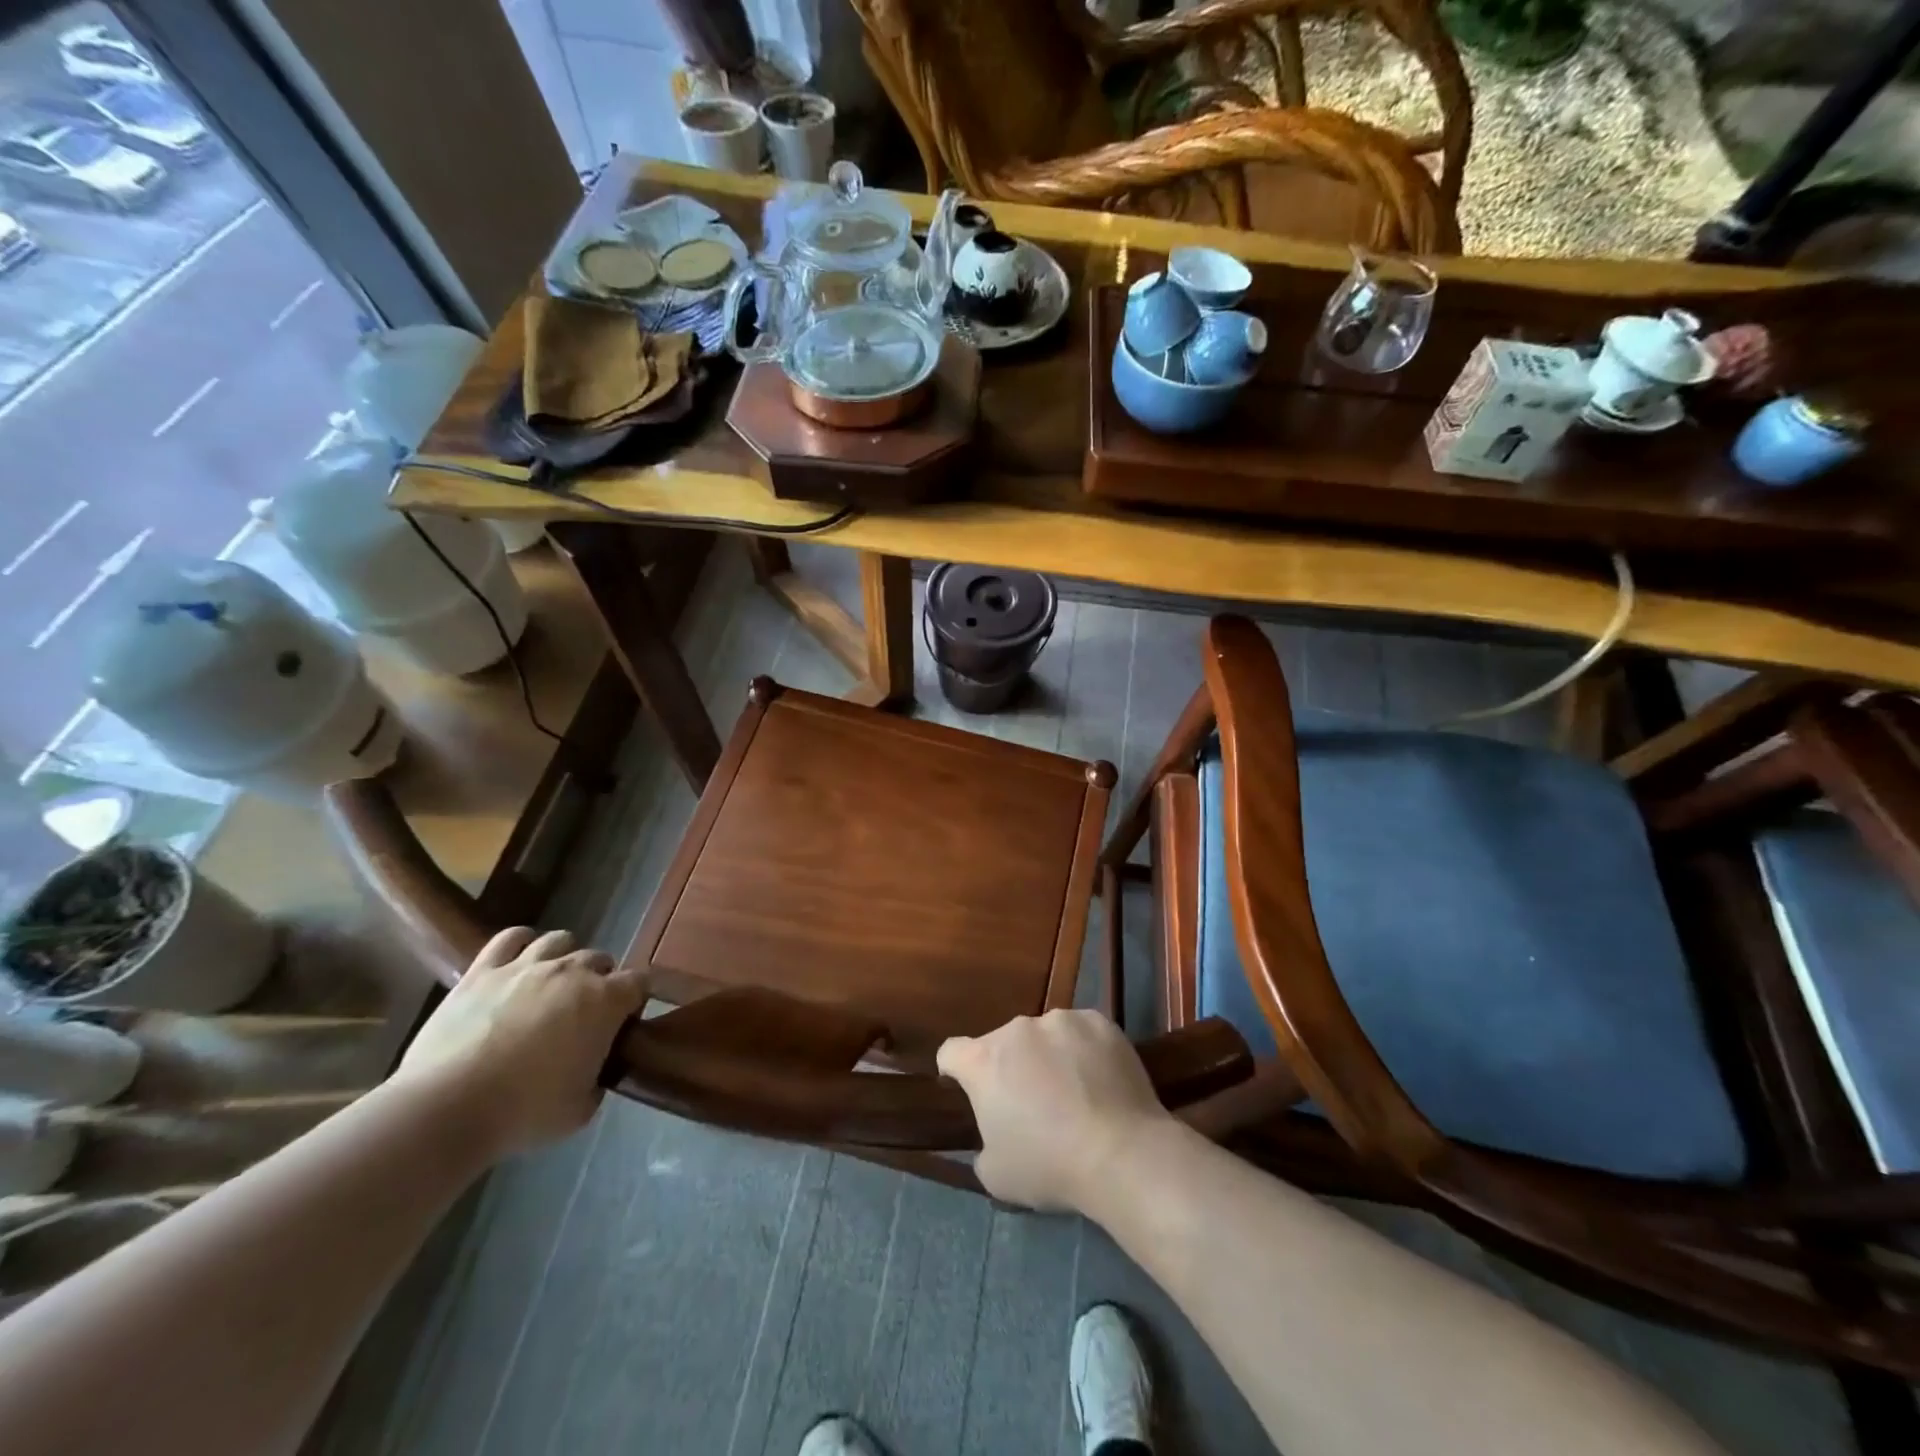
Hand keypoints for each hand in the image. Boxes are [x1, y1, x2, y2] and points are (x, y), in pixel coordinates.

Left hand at [393, 927, 646, 1160]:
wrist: (446, 1109)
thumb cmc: (523, 1112)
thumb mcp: (580, 1110)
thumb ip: (596, 1080)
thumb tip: (592, 1071)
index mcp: (605, 1001)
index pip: (639, 982)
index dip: (634, 1001)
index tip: (622, 1025)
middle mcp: (572, 972)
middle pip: (600, 959)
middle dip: (599, 981)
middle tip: (583, 1014)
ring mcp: (526, 966)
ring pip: (560, 940)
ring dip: (563, 958)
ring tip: (551, 984)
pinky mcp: (483, 970)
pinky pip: (510, 938)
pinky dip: (520, 944)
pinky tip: (518, 962)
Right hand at [938, 1009, 1172, 1212]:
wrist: (1121, 1153)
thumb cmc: (1050, 1166)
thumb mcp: (996, 1175)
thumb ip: (983, 1145)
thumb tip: (996, 1132)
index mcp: (983, 1061)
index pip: (951, 1052)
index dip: (955, 1070)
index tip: (968, 1090)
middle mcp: (1016, 1029)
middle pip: (1003, 1043)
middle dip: (1011, 1067)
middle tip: (1033, 1103)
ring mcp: (1060, 1020)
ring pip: (1045, 1035)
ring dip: (1049, 1055)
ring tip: (1075, 1091)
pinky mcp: (1098, 1021)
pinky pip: (1082, 1032)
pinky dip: (1085, 1050)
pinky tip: (1102, 1080)